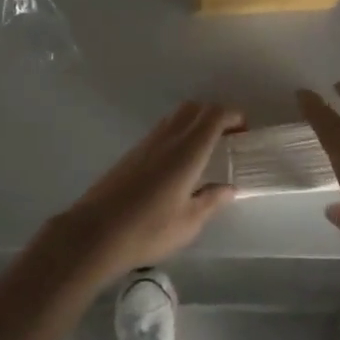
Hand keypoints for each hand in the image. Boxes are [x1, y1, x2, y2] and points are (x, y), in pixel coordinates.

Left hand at [51, 102, 242, 283]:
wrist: (95, 232)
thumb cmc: (148, 229)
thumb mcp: (188, 223)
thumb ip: (211, 201)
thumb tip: (229, 188)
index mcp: (187, 150)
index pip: (214, 115)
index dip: (233, 116)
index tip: (244, 131)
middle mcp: (168, 137)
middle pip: (196, 108)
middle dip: (216, 115)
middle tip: (228, 139)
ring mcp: (147, 141)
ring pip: (177, 116)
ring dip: (196, 122)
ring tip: (207, 150)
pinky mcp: (133, 151)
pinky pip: (163, 129)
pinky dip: (179, 132)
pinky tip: (180, 163)